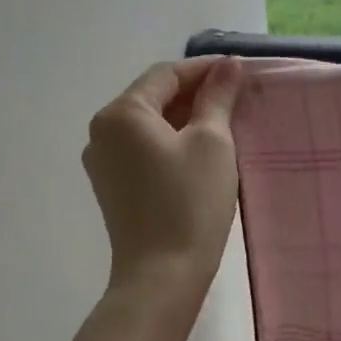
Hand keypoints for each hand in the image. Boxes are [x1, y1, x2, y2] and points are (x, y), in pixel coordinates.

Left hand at [83, 56, 244, 311]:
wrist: (162, 275)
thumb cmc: (190, 201)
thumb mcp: (212, 142)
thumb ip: (218, 97)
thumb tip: (228, 65)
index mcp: (122, 113)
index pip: (166, 74)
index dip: (204, 69)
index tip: (239, 71)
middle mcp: (102, 131)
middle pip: (153, 97)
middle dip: (195, 93)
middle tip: (236, 97)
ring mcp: (102, 161)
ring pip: (148, 124)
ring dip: (184, 117)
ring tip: (223, 122)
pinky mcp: (111, 187)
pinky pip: (142, 149)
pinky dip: (170, 141)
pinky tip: (199, 151)